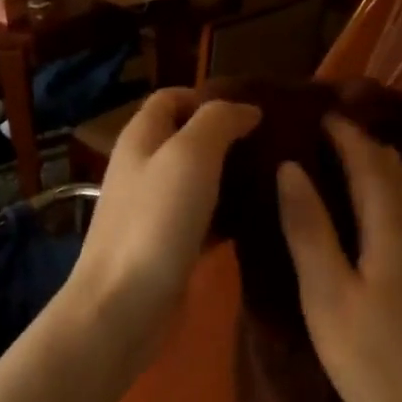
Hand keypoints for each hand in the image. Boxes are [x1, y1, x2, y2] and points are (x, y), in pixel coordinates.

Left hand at [66, 88, 260, 362]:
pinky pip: (204, 219)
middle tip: (275, 143)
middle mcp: (144, 169)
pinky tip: (260, 220)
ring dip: (231, 176)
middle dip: (228, 136)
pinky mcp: (169, 246)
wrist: (123, 306)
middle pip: (187, 139)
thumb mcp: (190, 156)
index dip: (210, 95)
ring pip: (198, 181)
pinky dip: (228, 215)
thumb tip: (246, 108)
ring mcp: (154, 211)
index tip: (255, 109)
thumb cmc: (156, 223)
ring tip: (278, 177)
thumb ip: (218, 121)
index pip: (172, 97)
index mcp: (141, 138)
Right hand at [277, 117, 401, 401]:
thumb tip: (291, 168)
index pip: (373, 163)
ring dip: (377, 171)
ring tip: (341, 162)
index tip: (319, 111)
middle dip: (365, 144)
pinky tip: (365, 215)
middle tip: (327, 131)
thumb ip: (309, 228)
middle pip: (397, 174)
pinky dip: (384, 198)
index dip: (347, 134)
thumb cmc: (371, 358)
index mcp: (396, 230)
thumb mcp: (327, 294)